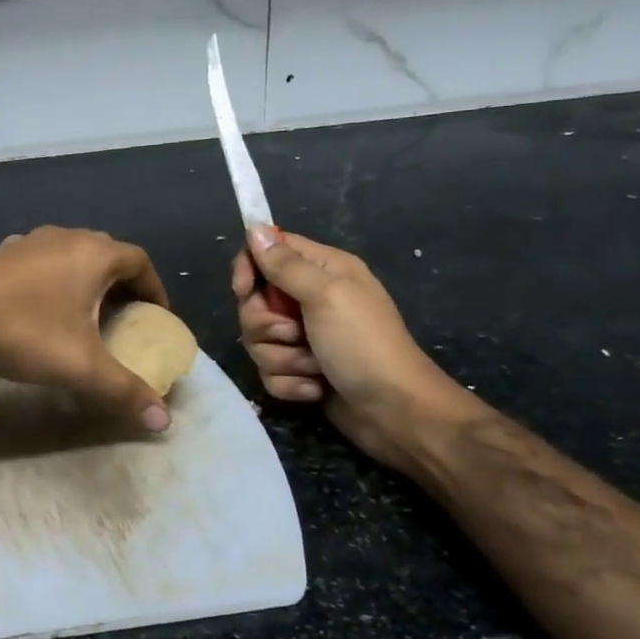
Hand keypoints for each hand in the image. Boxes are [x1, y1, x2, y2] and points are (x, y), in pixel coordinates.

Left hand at [0, 227, 173, 431]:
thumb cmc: (23, 331)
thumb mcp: (81, 367)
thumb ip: (125, 391)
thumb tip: (163, 422)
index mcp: (93, 253)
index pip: (140, 262)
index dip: (155, 290)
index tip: (156, 318)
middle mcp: (65, 237)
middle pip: (107, 255)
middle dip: (122, 286)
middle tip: (126, 319)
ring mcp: (29, 241)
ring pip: (72, 256)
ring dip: (86, 281)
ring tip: (86, 314)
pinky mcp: (0, 254)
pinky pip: (41, 262)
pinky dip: (53, 280)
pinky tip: (41, 307)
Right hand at [232, 227, 479, 468]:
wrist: (395, 411)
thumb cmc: (363, 344)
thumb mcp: (326, 295)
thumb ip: (286, 264)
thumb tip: (254, 227)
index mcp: (322, 271)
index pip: (268, 252)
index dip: (249, 269)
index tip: (244, 290)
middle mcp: (311, 299)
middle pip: (255, 301)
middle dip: (265, 325)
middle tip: (294, 334)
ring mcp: (305, 337)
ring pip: (259, 341)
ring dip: (282, 358)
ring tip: (313, 366)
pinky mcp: (301, 370)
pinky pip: (270, 371)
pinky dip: (290, 383)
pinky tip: (316, 388)